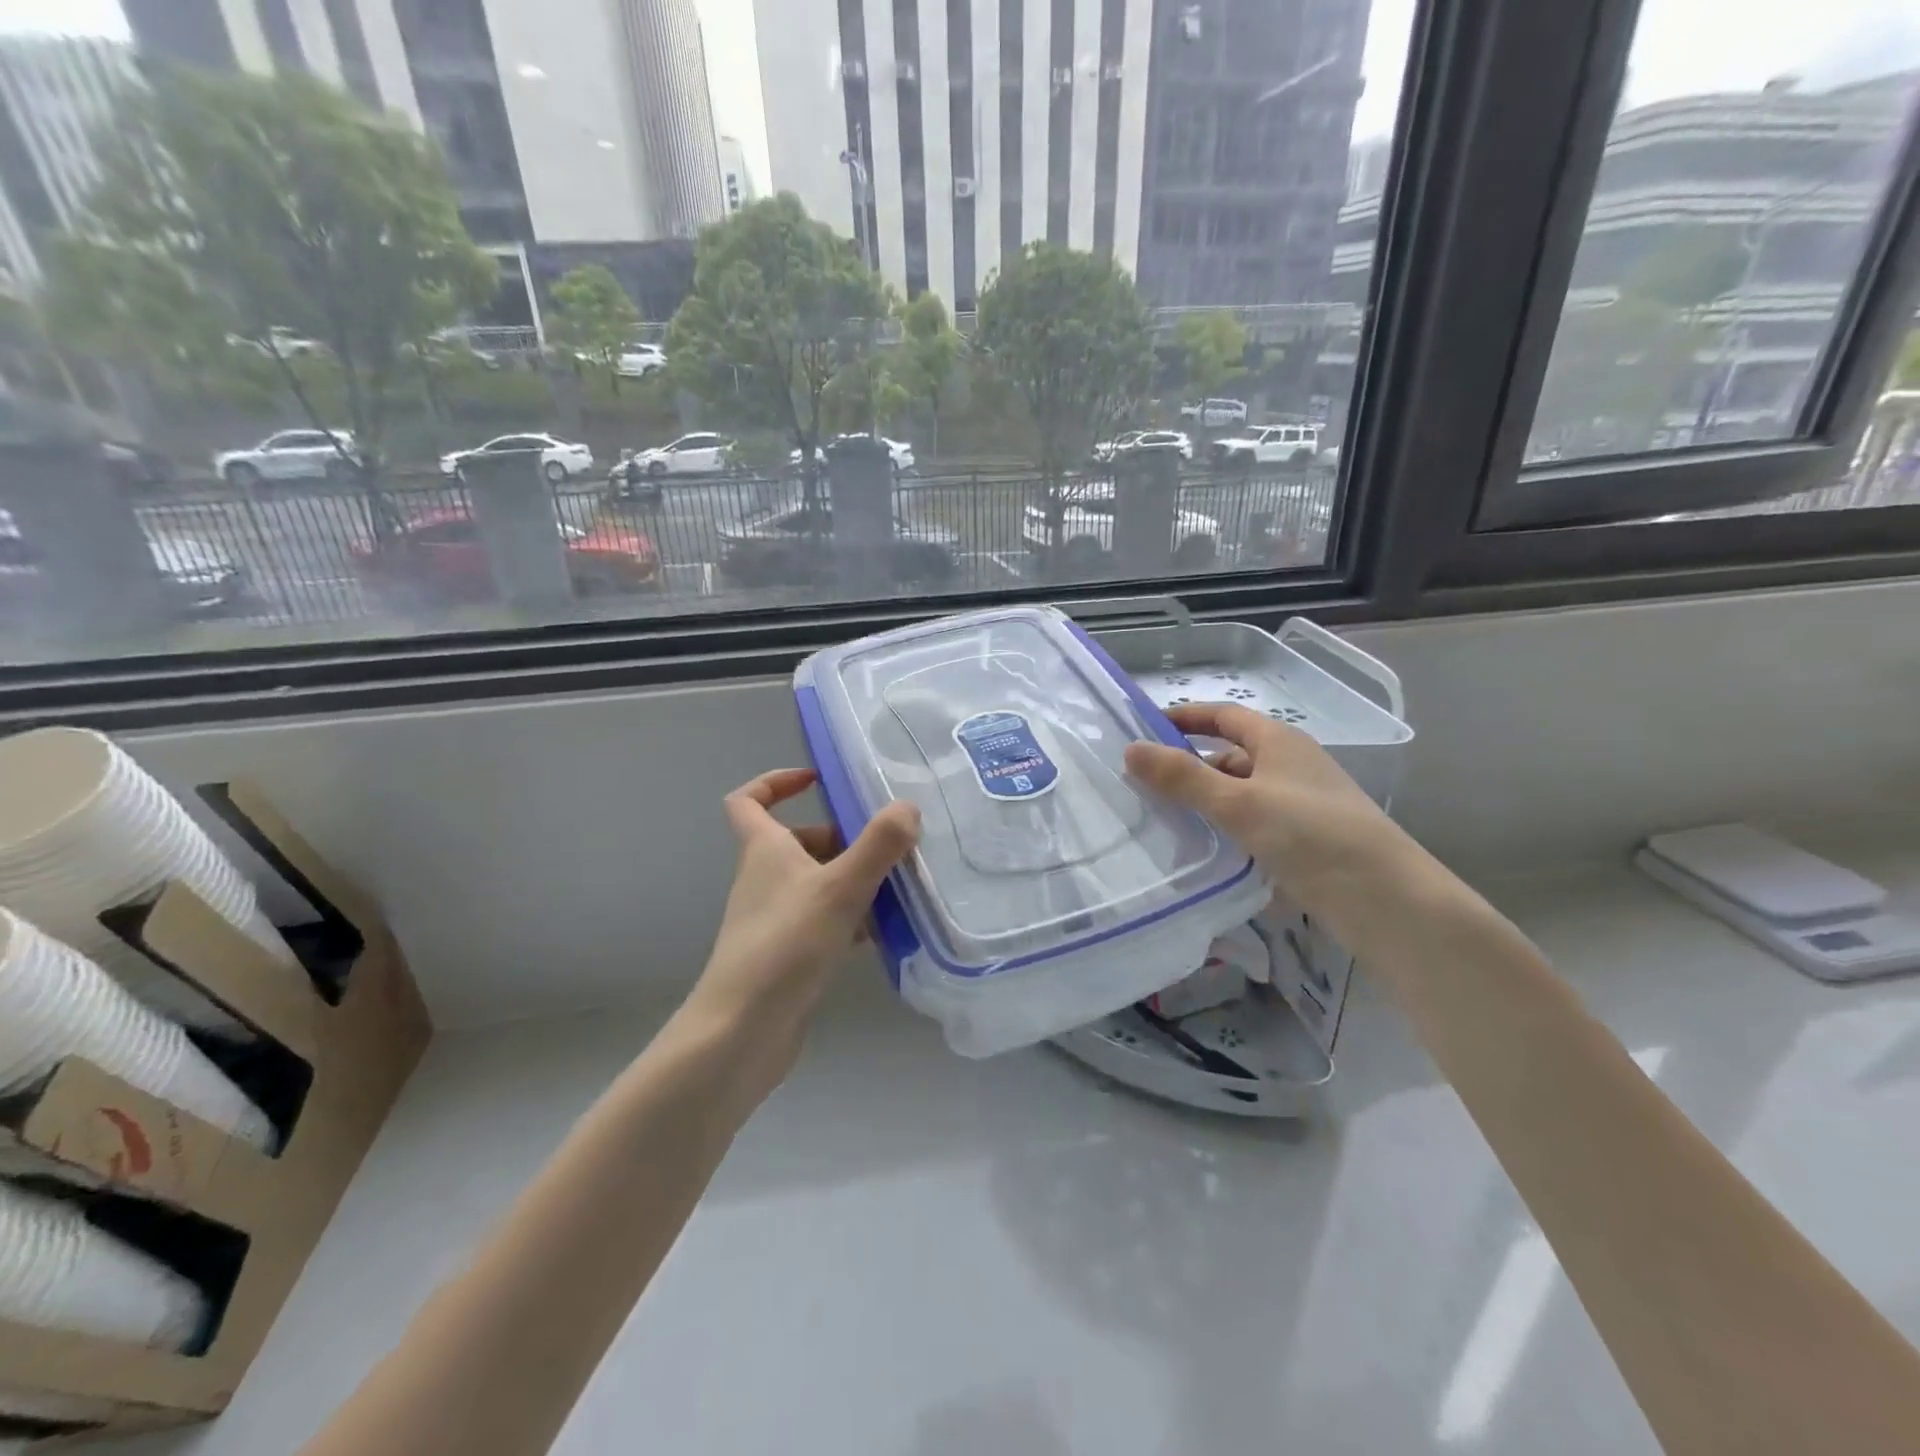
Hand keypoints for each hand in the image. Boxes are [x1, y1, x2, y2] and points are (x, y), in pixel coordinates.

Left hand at [678, 768, 918, 1099]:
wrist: (742, 1032)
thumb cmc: (785, 946)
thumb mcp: (839, 888)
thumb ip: (878, 845)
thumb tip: (907, 807)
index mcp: (764, 851)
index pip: (748, 800)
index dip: (776, 782)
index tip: (817, 780)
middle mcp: (765, 879)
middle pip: (799, 842)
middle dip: (843, 838)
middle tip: (888, 845)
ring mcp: (775, 919)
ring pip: (818, 883)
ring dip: (854, 879)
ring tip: (901, 885)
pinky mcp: (788, 954)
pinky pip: (825, 921)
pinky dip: (853, 919)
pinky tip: (887, 932)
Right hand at [1123, 703, 1410, 918]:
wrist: (1388, 901)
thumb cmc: (1312, 835)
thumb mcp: (1239, 803)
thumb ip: (1183, 778)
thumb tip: (1130, 750)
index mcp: (1279, 742)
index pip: (1224, 716)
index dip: (1185, 717)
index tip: (1143, 728)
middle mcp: (1290, 767)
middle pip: (1229, 756)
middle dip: (1187, 766)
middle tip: (1141, 784)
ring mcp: (1298, 806)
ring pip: (1239, 794)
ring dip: (1204, 802)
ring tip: (1160, 820)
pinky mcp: (1303, 843)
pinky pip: (1252, 826)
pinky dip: (1225, 831)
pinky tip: (1201, 851)